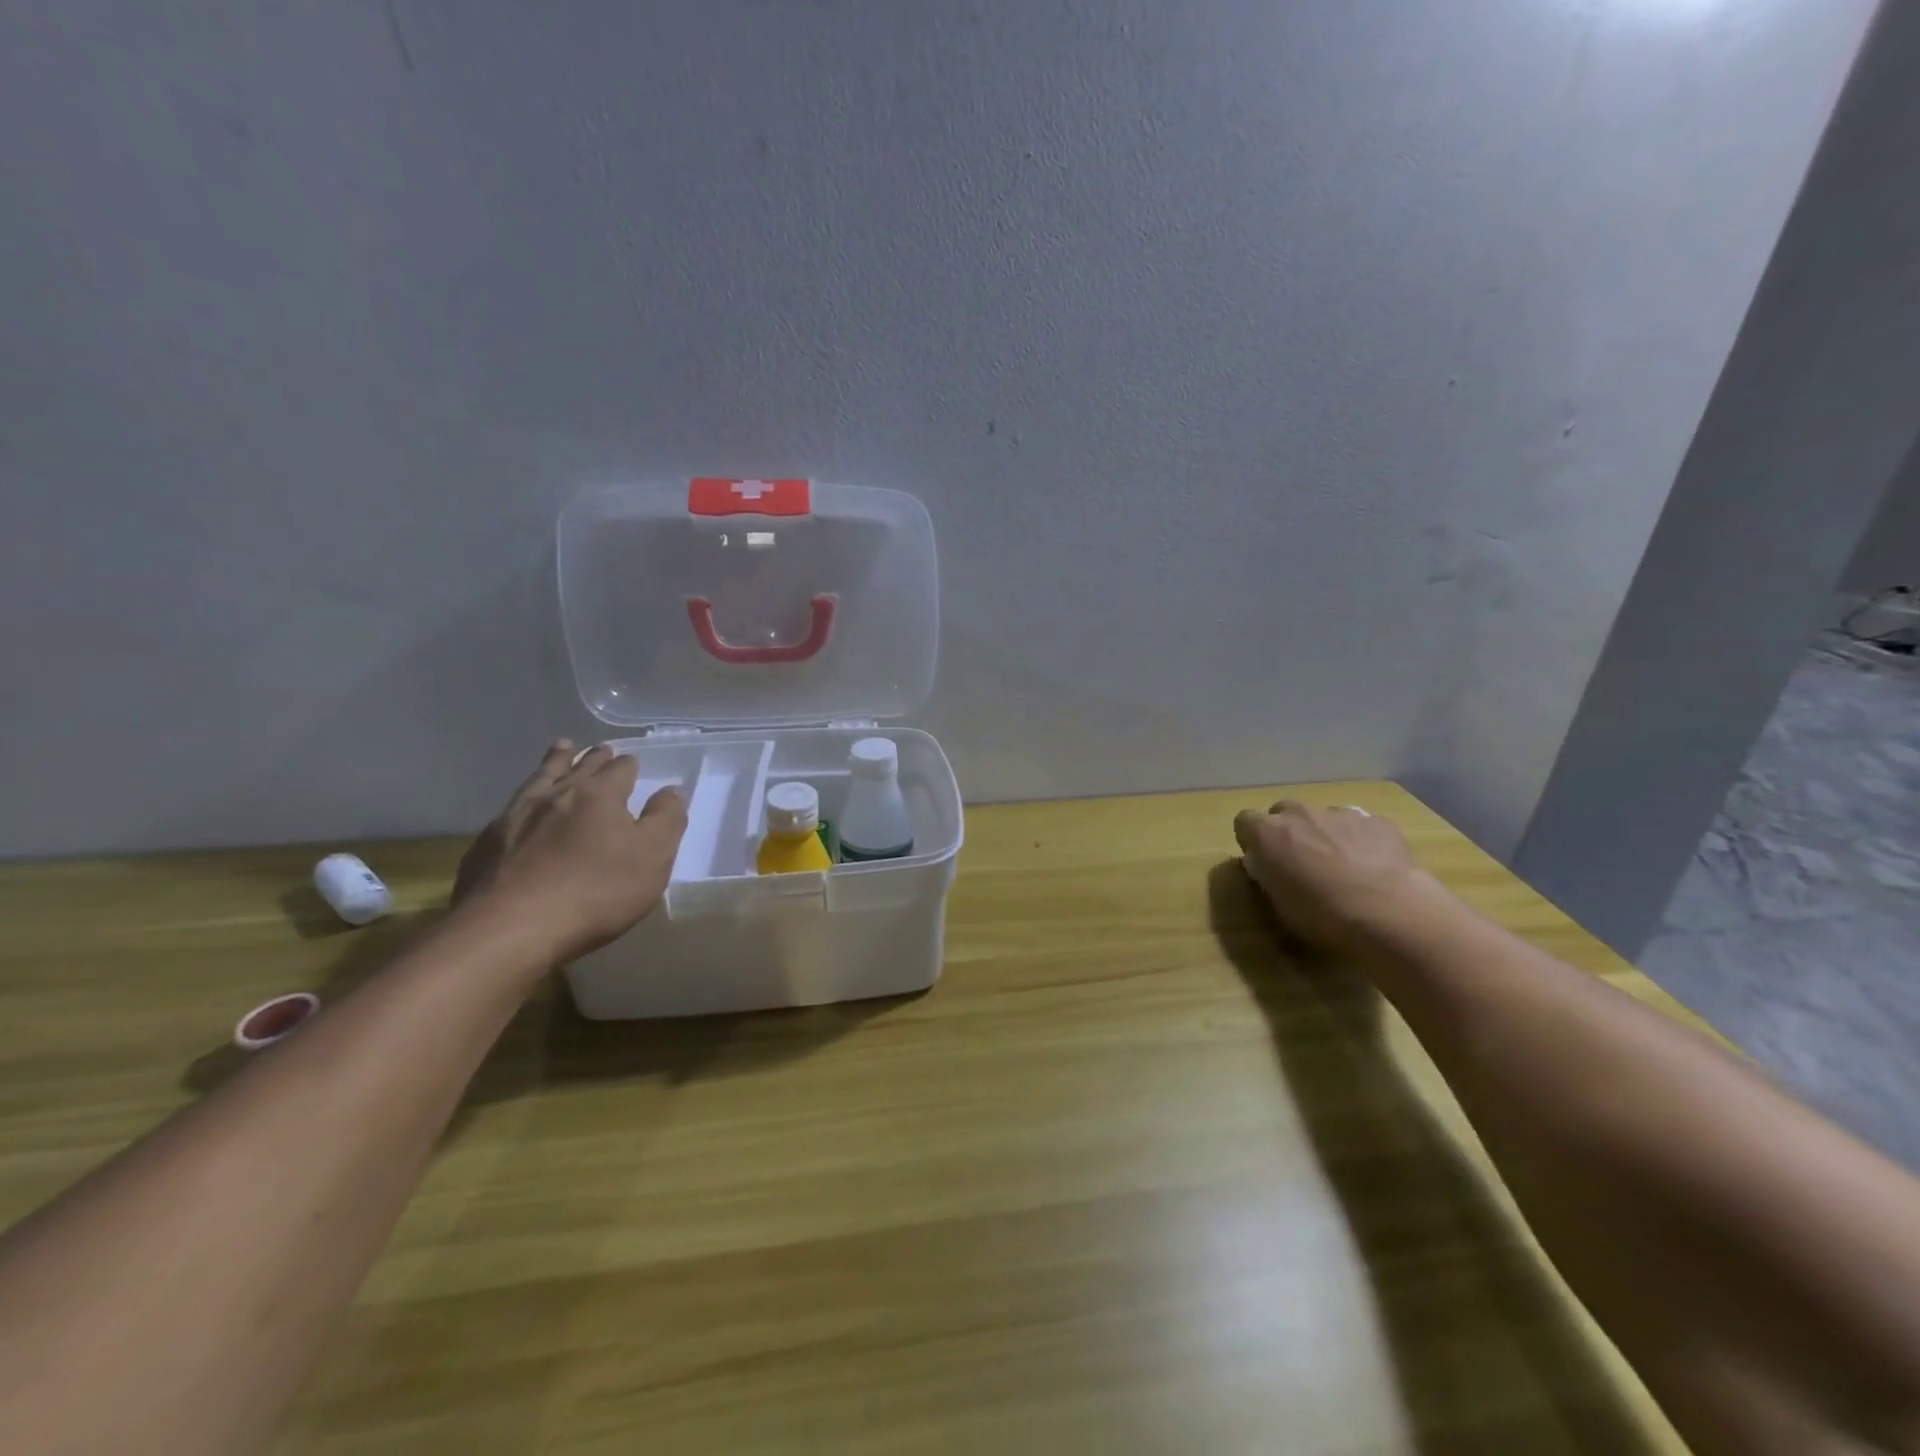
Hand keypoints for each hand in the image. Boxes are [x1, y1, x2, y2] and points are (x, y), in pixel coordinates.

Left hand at [454, 741, 687, 963]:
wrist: (509, 929)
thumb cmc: (596, 892)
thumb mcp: (652, 857)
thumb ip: (666, 820)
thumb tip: (672, 790)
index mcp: (599, 795)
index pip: (620, 770)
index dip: (628, 765)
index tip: (631, 762)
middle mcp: (556, 796)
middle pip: (578, 767)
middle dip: (593, 758)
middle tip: (600, 749)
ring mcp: (514, 817)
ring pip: (540, 779)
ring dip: (554, 763)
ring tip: (561, 749)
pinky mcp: (485, 845)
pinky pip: (509, 809)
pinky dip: (523, 799)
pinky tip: (521, 806)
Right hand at [1232, 801, 1423, 953]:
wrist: (1387, 911)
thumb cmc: (1321, 914)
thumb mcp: (1278, 902)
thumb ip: (1268, 874)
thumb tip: (1266, 865)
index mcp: (1266, 832)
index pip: (1244, 821)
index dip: (1252, 840)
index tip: (1262, 861)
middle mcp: (1299, 813)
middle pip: (1284, 811)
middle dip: (1289, 831)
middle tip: (1302, 862)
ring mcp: (1340, 813)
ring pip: (1324, 816)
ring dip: (1326, 834)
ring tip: (1343, 867)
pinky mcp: (1377, 821)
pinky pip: (1361, 825)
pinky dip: (1362, 840)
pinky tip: (1375, 867)